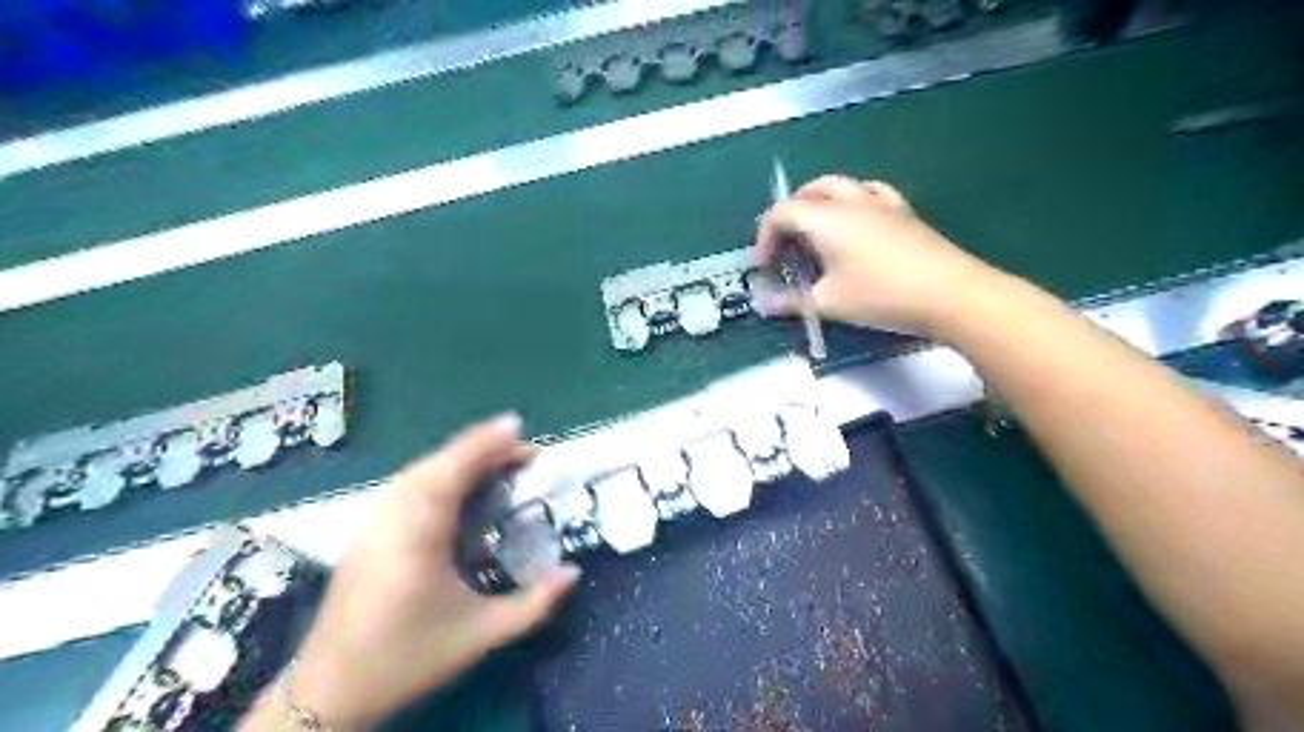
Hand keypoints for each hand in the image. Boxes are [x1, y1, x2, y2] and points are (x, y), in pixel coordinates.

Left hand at [285, 414, 577, 728]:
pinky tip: (455, 487)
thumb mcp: (481, 633)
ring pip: (416, 474)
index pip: (452, 472)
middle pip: (435, 465)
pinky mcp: (364, 535)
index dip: (485, 444)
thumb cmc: (409, 659)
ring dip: (457, 459)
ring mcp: (372, 525)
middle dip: (479, 448)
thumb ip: (534, 603)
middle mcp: (391, 519)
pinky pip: (404, 489)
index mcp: (418, 536)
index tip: (517, 425)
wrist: (328, 693)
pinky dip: (436, 475)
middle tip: (521, 450)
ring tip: (495, 461)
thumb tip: (573, 572)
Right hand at [756, 170, 999, 330]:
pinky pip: (869, 193)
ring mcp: (880, 203)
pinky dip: (852, 201)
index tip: (763, 267)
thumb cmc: (880, 296)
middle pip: (808, 193)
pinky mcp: (903, 212)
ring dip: (818, 203)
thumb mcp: (828, 303)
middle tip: (785, 246)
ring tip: (814, 231)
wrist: (949, 292)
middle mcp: (849, 202)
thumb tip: (764, 306)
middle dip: (789, 216)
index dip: (764, 238)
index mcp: (825, 219)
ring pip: (839, 186)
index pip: (781, 214)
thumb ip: (791, 303)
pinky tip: (856, 221)